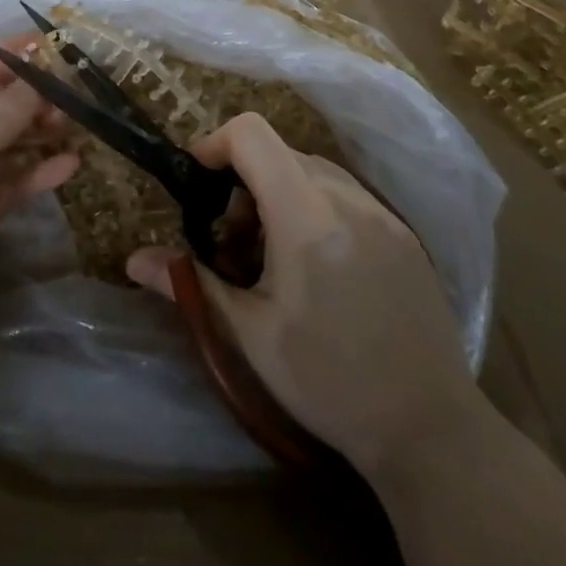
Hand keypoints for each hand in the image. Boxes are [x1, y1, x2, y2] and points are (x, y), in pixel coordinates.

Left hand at [0, 41, 76, 380]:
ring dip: (34, 130)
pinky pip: (11, 180)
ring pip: (2, 141)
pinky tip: (69, 165)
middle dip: (23, 96)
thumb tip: (39, 80)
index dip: (0, 56)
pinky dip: (37, 171)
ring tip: (72, 122)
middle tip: (67, 89)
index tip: (44, 43)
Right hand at [127, 113, 479, 475]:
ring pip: (313, 170)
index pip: (252, 134)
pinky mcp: (403, 233)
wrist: (431, 431)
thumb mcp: (250, 335)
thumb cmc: (329, 382)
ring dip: (279, 192)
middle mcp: (347, 199)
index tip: (198, 183)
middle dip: (244, 181)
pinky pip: (346, 194)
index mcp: (305, 217)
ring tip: (272, 256)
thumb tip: (134, 260)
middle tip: (231, 240)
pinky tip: (317, 266)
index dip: (215, 144)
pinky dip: (314, 206)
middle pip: (280, 152)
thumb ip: (191, 284)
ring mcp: (382, 213)